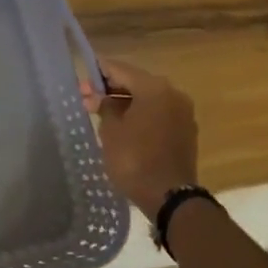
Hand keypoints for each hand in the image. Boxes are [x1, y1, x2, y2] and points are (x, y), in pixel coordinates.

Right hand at [87, 59, 198, 216]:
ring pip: (148, 99)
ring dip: (125, 103)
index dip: (98, 72)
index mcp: (154, 88)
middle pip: (136, 83)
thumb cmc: (134, 159)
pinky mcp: (185, 131)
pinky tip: (123, 126)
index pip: (120, 69)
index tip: (82, 78)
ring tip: (101, 113)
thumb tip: (100, 97)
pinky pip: (158, 114)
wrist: (170, 198)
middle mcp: (173, 94)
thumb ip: (104, 106)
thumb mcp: (111, 130)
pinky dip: (140, 115)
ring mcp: (182, 113)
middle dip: (111, 89)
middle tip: (87, 99)